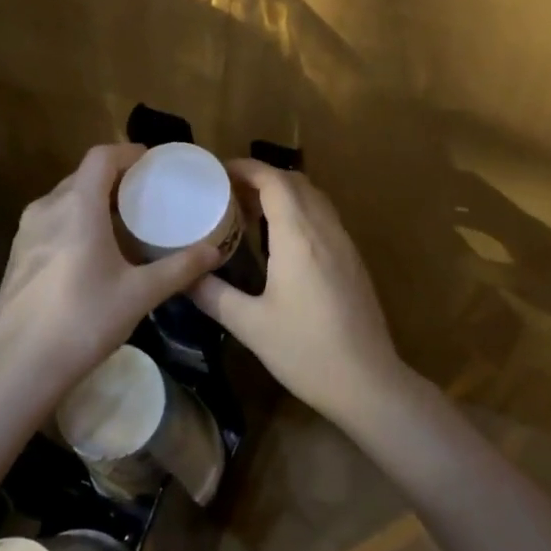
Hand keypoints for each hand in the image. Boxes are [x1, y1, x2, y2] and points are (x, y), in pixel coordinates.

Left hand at [0, 144, 220, 396]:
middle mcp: (48, 207)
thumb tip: (214, 252)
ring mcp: (26, 231)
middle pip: (84, 176)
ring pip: (65, 199)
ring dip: (94, 201)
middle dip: (116, 179)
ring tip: (123, 223)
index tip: (154, 164)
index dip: (129, 153)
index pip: (102, 156)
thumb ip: (179, 268)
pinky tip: (93, 252)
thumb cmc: (84, 320)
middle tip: (146, 196)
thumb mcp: (140, 294)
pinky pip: (52, 221)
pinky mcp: (18, 254)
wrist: (19, 365)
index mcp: (78, 205)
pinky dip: (76, 221)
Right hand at [190, 162, 405, 422]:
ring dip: (282, 193)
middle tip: (228, 191)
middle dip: (261, 177)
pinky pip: (323, 217)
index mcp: (299, 236)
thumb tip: (182, 276)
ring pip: (313, 198)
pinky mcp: (352, 260)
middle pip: (295, 182)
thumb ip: (213, 295)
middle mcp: (324, 229)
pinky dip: (299, 211)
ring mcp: (343, 243)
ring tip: (249, 210)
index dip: (246, 168)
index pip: (274, 180)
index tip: (218, 171)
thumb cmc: (306, 351)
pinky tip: (280, 239)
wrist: (368, 382)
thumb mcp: (250, 325)